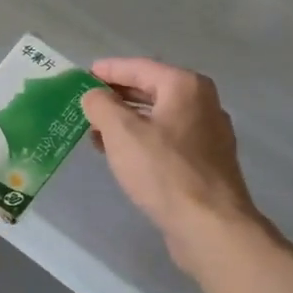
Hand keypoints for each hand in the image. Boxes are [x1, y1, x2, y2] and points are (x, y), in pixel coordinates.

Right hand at [81, 58, 265, 271]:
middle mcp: (203, 103)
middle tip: (87, 103)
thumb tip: (94, 96)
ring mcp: (209, 134)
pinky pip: (169, 140)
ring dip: (128, 121)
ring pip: (160, 117)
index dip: (108, 70)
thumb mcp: (122, 132)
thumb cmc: (164, 171)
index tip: (83, 74)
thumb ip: (101, 105)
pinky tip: (123, 156)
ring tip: (97, 132)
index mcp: (185, 86)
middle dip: (117, 97)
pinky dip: (144, 141)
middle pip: (152, 90)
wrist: (210, 225)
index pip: (139, 67)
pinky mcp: (207, 162)